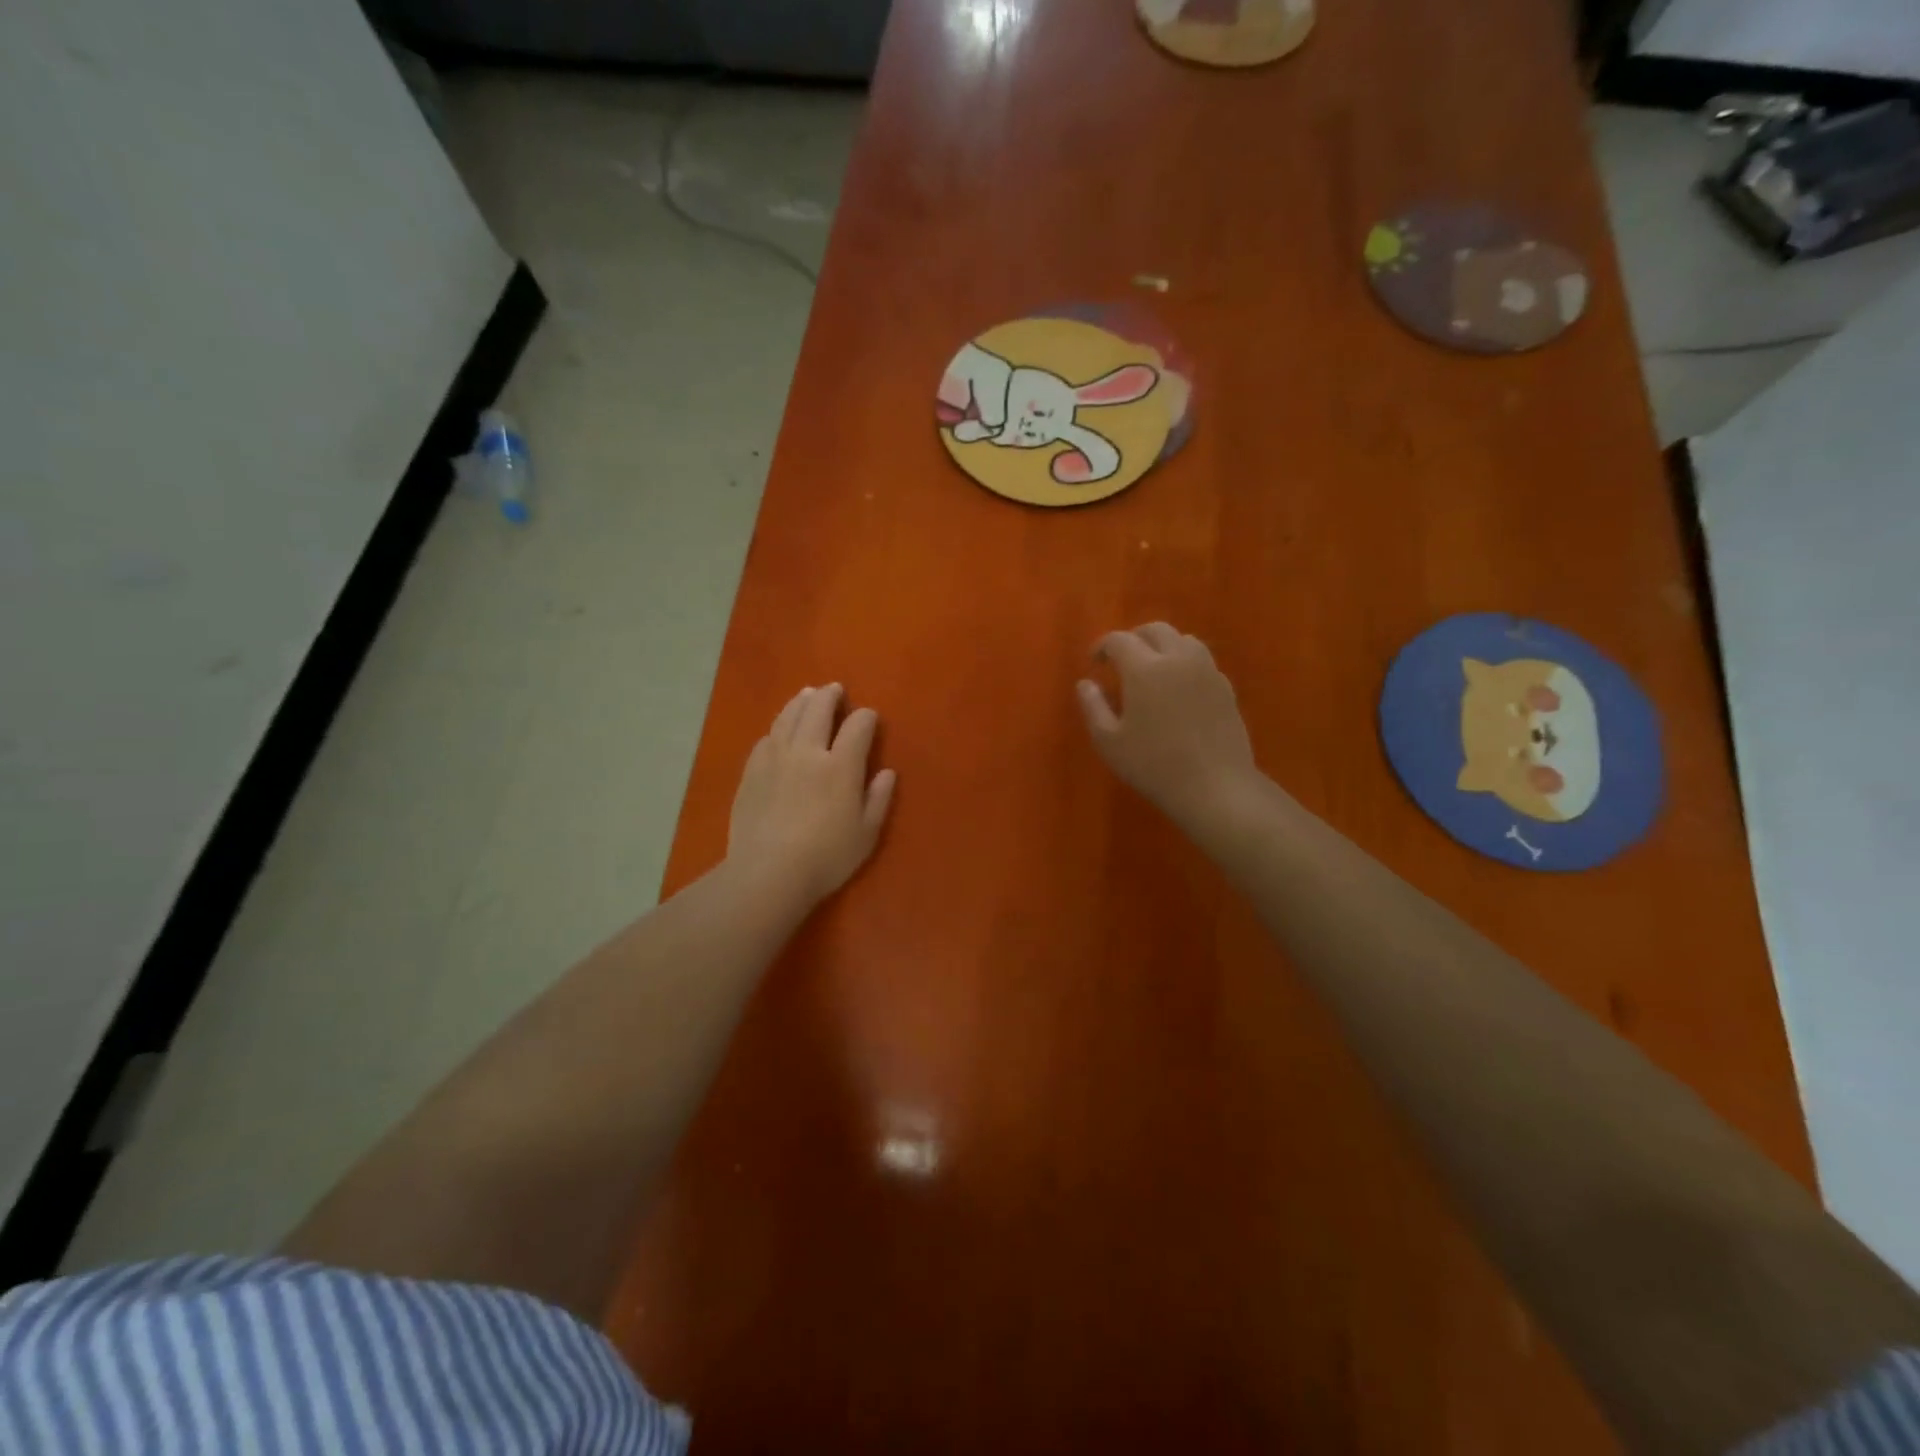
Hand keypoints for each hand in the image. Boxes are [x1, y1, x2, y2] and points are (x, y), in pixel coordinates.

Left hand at [728, 683, 896, 905]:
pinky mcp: (752, 772)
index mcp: (841, 766)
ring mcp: (775, 759)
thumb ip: (878, 799)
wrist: (768, 873)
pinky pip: (766, 739)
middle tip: (835, 689)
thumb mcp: (866, 834)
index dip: (865, 717)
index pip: (857, 726)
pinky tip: (779, 730)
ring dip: (801, 702)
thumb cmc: (826, 858)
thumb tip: (887, 773)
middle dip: (829, 696)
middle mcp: (808, 752)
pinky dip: (777, 728)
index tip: (869, 717)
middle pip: (818, 710)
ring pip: (788, 717)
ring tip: (807, 694)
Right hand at [1077, 623, 1262, 838]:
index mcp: (1144, 668)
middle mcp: (1177, 659)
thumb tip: (1085, 683)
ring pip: (1183, 640)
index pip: (1119, 640)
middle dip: (1134, 638)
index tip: (1094, 661)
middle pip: (1155, 630)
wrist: (1215, 787)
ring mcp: (1206, 670)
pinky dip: (1185, 662)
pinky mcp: (1225, 687)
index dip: (1102, 646)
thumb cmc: (1154, 766)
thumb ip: (1093, 707)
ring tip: (1152, 668)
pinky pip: (1202, 660)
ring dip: (1163, 645)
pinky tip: (1178, 687)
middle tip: (1121, 659)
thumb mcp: (1110, 742)